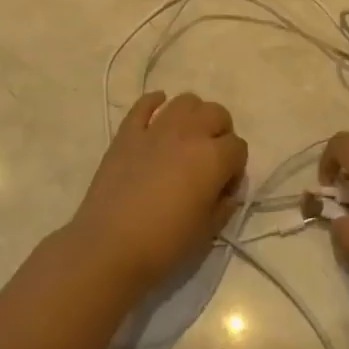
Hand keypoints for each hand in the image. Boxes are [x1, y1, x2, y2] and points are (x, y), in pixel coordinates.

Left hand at [71, 92, 247, 294]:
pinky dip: (154, 103)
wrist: (109, 247)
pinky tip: (157, 112)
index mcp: (213, 158)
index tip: (224, 187)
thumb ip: (224, 205)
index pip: (239, 147)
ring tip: (187, 136)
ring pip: (185, 101)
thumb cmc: (165, 244)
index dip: (236, 167)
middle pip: (217, 113)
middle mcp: (189, 133)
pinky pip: (144, 104)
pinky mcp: (127, 132)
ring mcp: (156, 129)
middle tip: (211, 158)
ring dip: (193, 114)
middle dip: (221, 132)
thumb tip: (226, 191)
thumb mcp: (208, 232)